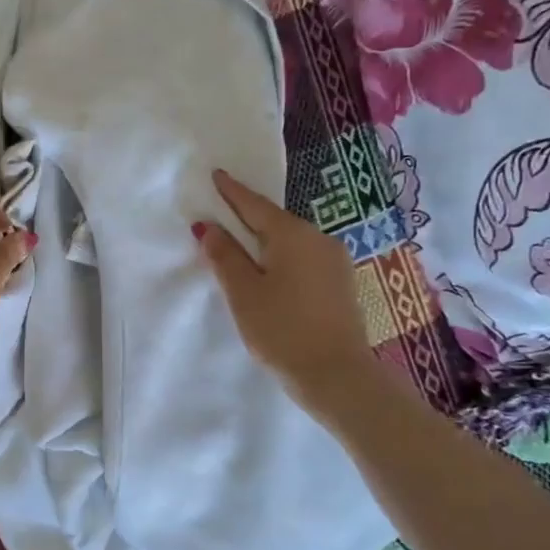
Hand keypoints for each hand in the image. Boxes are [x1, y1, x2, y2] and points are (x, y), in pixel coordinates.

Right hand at [195, 169, 380, 422]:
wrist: (337, 375)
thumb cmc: (282, 330)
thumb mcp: (244, 293)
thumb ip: (225, 256)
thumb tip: (208, 227)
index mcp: (292, 235)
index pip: (255, 205)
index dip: (232, 192)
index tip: (217, 175)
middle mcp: (319, 238)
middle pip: (275, 221)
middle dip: (248, 217)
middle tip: (223, 210)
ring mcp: (335, 260)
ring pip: (291, 241)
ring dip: (265, 240)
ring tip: (242, 245)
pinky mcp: (341, 283)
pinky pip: (304, 258)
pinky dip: (282, 257)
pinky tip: (270, 271)